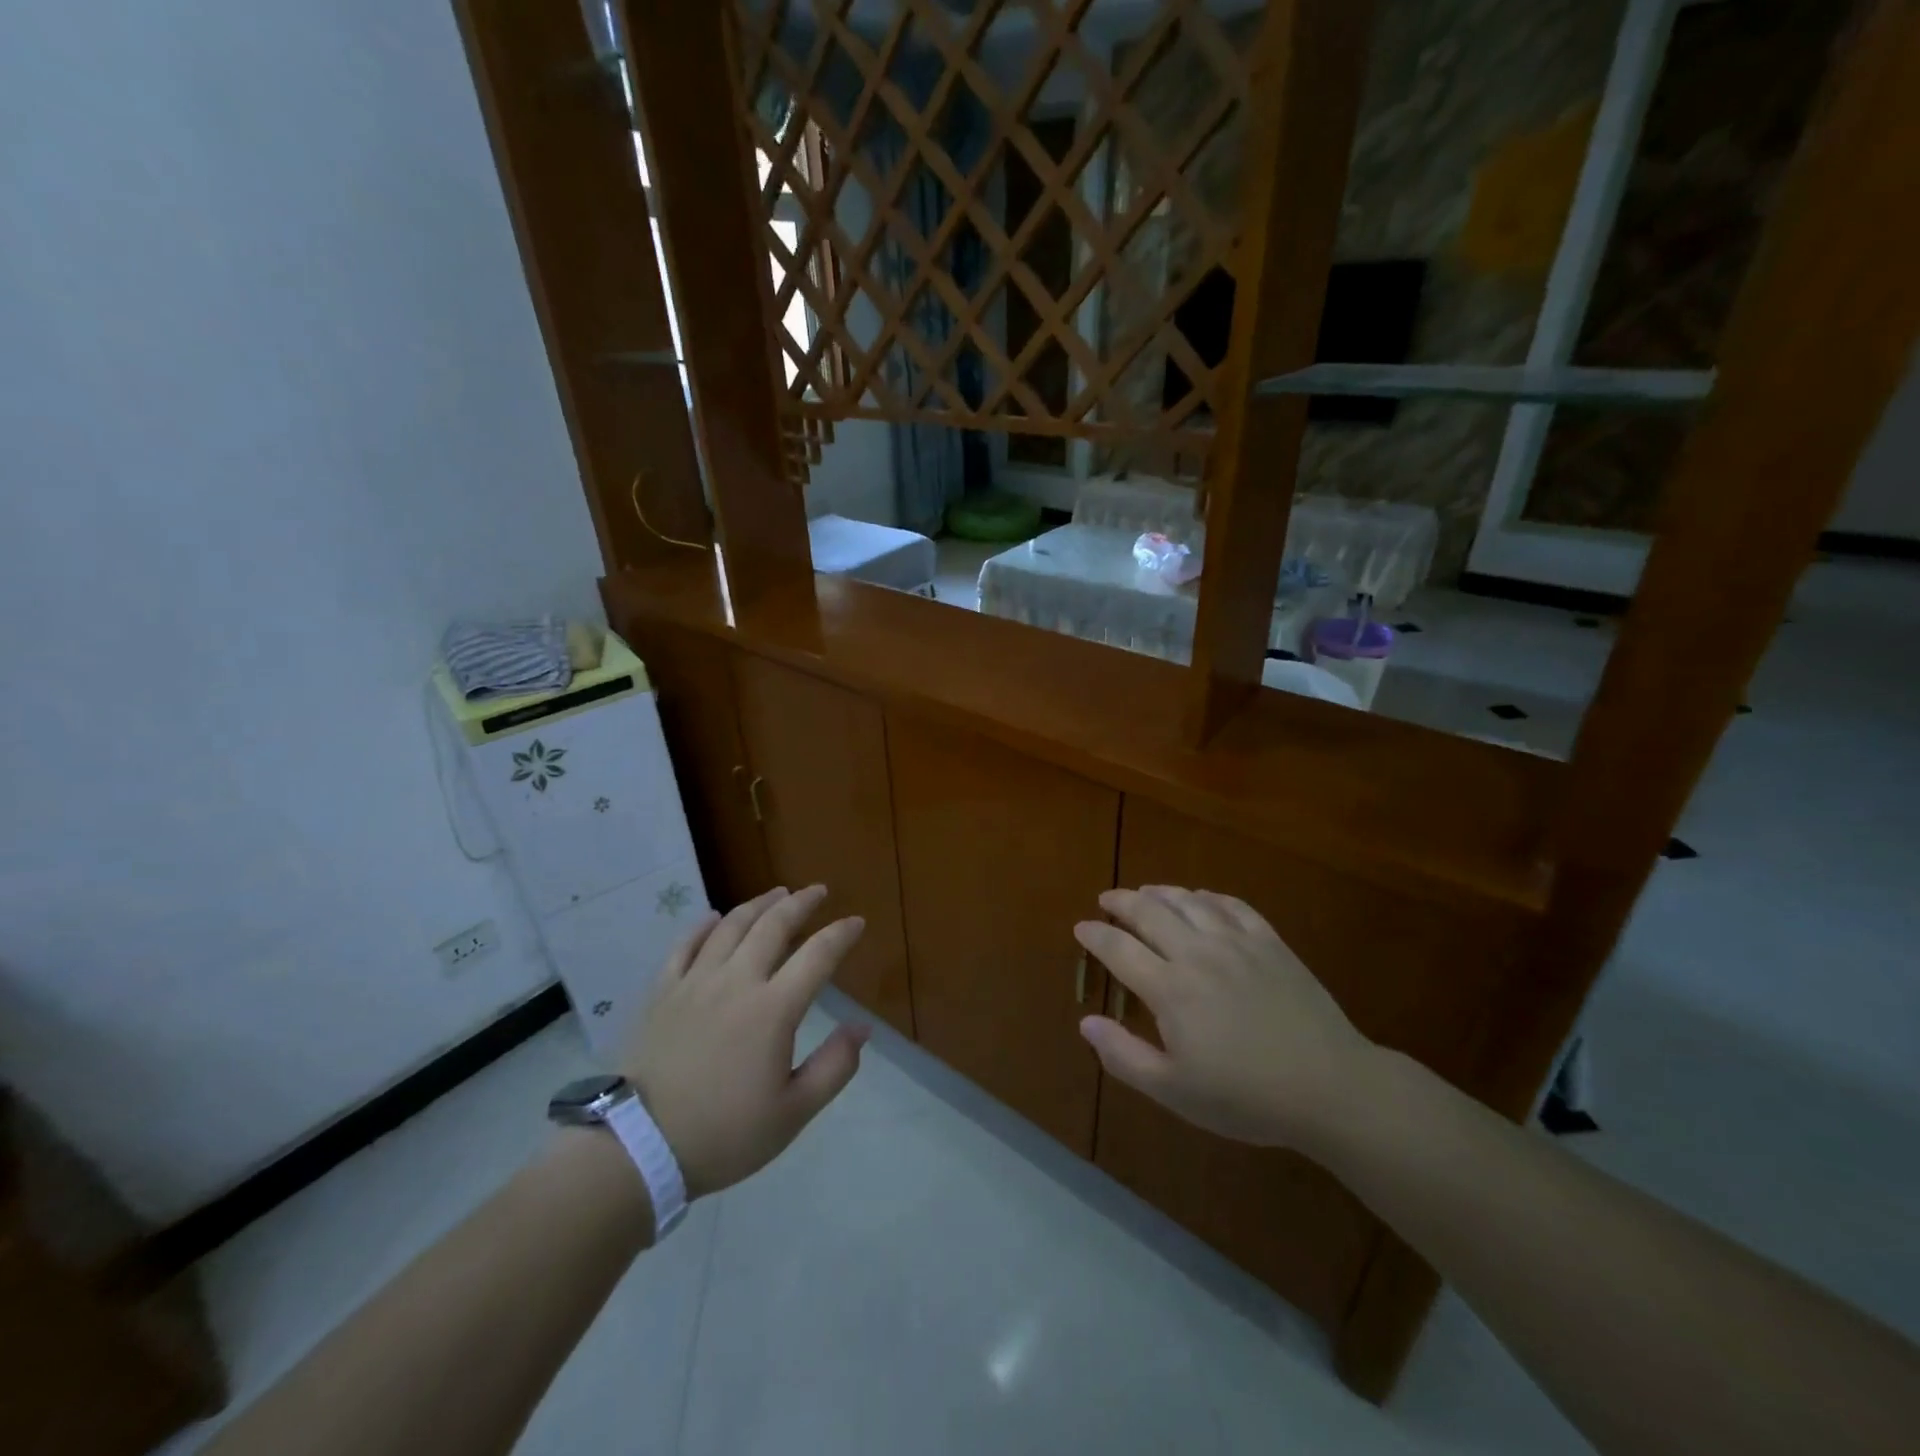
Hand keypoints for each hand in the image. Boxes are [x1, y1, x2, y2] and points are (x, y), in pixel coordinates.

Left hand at [623, 885, 869, 1197]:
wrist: (637, 1147)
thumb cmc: (723, 1134)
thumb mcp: (792, 1113)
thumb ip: (834, 1067)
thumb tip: (862, 1027)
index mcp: (773, 1009)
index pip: (817, 956)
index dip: (841, 934)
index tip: (857, 922)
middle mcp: (736, 982)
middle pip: (773, 926)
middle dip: (800, 903)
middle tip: (818, 891)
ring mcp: (695, 982)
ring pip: (731, 926)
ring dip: (758, 904)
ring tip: (777, 892)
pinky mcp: (662, 992)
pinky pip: (685, 945)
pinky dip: (703, 925)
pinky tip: (714, 916)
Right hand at [1074, 886, 1376, 1151]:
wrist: (1330, 1088)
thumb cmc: (1246, 1097)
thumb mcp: (1175, 1091)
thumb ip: (1124, 1055)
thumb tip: (1086, 1022)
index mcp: (1170, 988)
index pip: (1119, 949)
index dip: (1095, 935)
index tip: (1081, 927)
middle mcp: (1198, 954)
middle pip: (1150, 913)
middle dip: (1122, 902)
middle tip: (1107, 899)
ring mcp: (1237, 943)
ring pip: (1189, 901)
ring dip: (1161, 892)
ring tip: (1146, 892)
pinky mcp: (1271, 943)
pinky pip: (1233, 906)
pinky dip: (1209, 897)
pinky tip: (1202, 898)